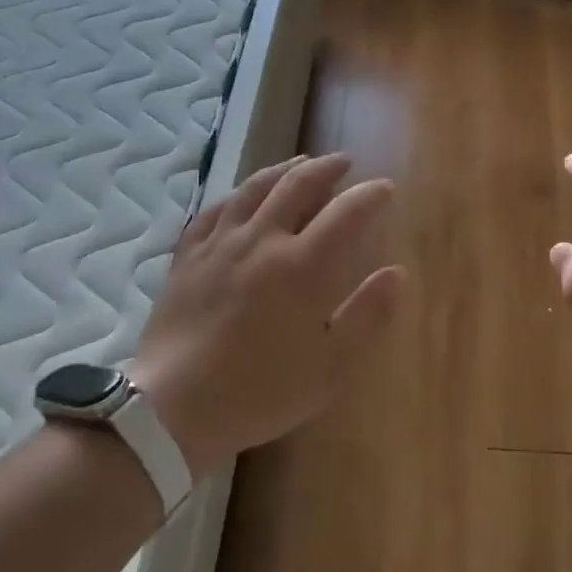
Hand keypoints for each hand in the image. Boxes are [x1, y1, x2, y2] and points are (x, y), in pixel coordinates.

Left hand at [127, 154, 405, 479]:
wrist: (174, 409)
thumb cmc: (261, 391)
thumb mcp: (331, 366)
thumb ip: (368, 315)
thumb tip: (396, 273)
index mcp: (303, 266)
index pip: (346, 213)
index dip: (370, 195)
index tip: (385, 187)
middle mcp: (262, 240)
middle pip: (298, 185)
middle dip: (327, 168)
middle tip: (345, 162)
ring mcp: (220, 243)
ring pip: (255, 187)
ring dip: (284, 169)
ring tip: (300, 163)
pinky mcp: (188, 255)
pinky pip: (215, 209)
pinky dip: (237, 194)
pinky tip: (243, 195)